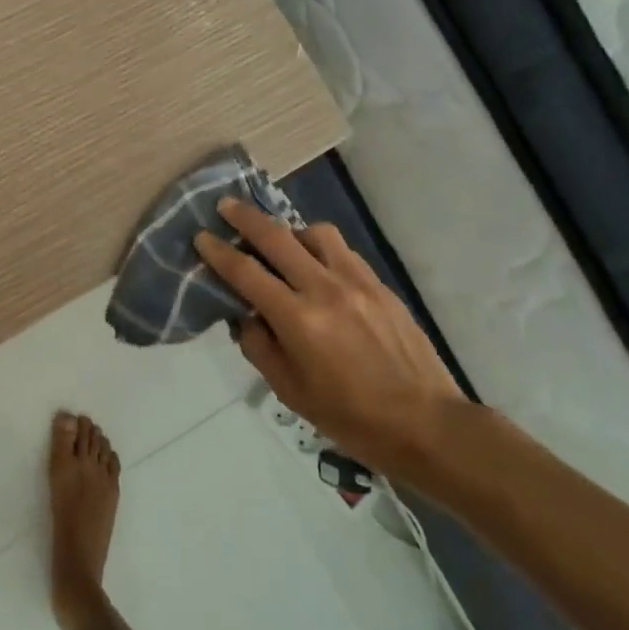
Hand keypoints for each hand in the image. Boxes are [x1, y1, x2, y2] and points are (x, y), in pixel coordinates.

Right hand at [195, 198, 465, 474]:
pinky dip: (320, 247)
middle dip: (245, 218)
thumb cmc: (350, 417)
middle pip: (277, 238)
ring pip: (315, 234)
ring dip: (289, 230)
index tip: (201, 236)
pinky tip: (316, 263)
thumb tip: (246, 315)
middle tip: (225, 205)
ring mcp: (358, 282)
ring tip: (279, 242)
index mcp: (298, 320)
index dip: (218, 252)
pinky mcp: (381, 285)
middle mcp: (325, 290)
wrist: (427, 424)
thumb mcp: (289, 391)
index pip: (246, 273)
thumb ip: (259, 346)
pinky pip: (342, 251)